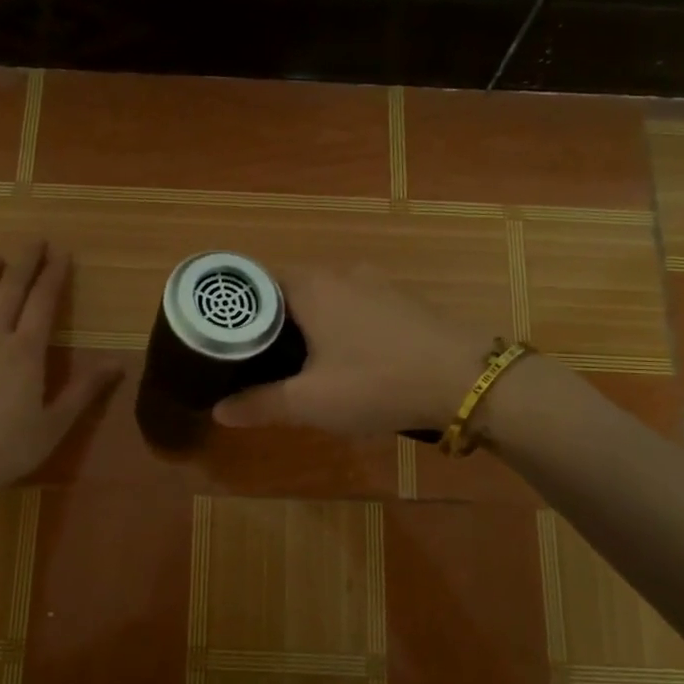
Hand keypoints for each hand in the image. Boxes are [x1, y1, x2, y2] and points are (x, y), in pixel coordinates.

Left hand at [0, 243, 122, 514]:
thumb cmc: (10, 448)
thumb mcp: (57, 422)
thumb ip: (86, 389)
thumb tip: (119, 363)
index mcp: (27, 351)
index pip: (43, 302)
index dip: (54, 276)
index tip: (62, 253)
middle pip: (10, 292)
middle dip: (24, 264)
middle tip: (34, 241)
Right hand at [213, 266, 492, 435]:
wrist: (465, 379)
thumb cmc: (376, 382)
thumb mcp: (310, 402)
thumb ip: (260, 404)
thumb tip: (218, 411)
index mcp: (310, 285)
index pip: (256, 282)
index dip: (237, 311)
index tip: (224, 340)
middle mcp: (340, 272)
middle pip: (289, 289)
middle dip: (271, 320)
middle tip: (255, 357)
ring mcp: (375, 282)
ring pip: (324, 296)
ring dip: (307, 322)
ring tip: (296, 360)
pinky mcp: (401, 299)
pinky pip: (354, 304)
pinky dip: (339, 324)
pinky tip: (346, 358)